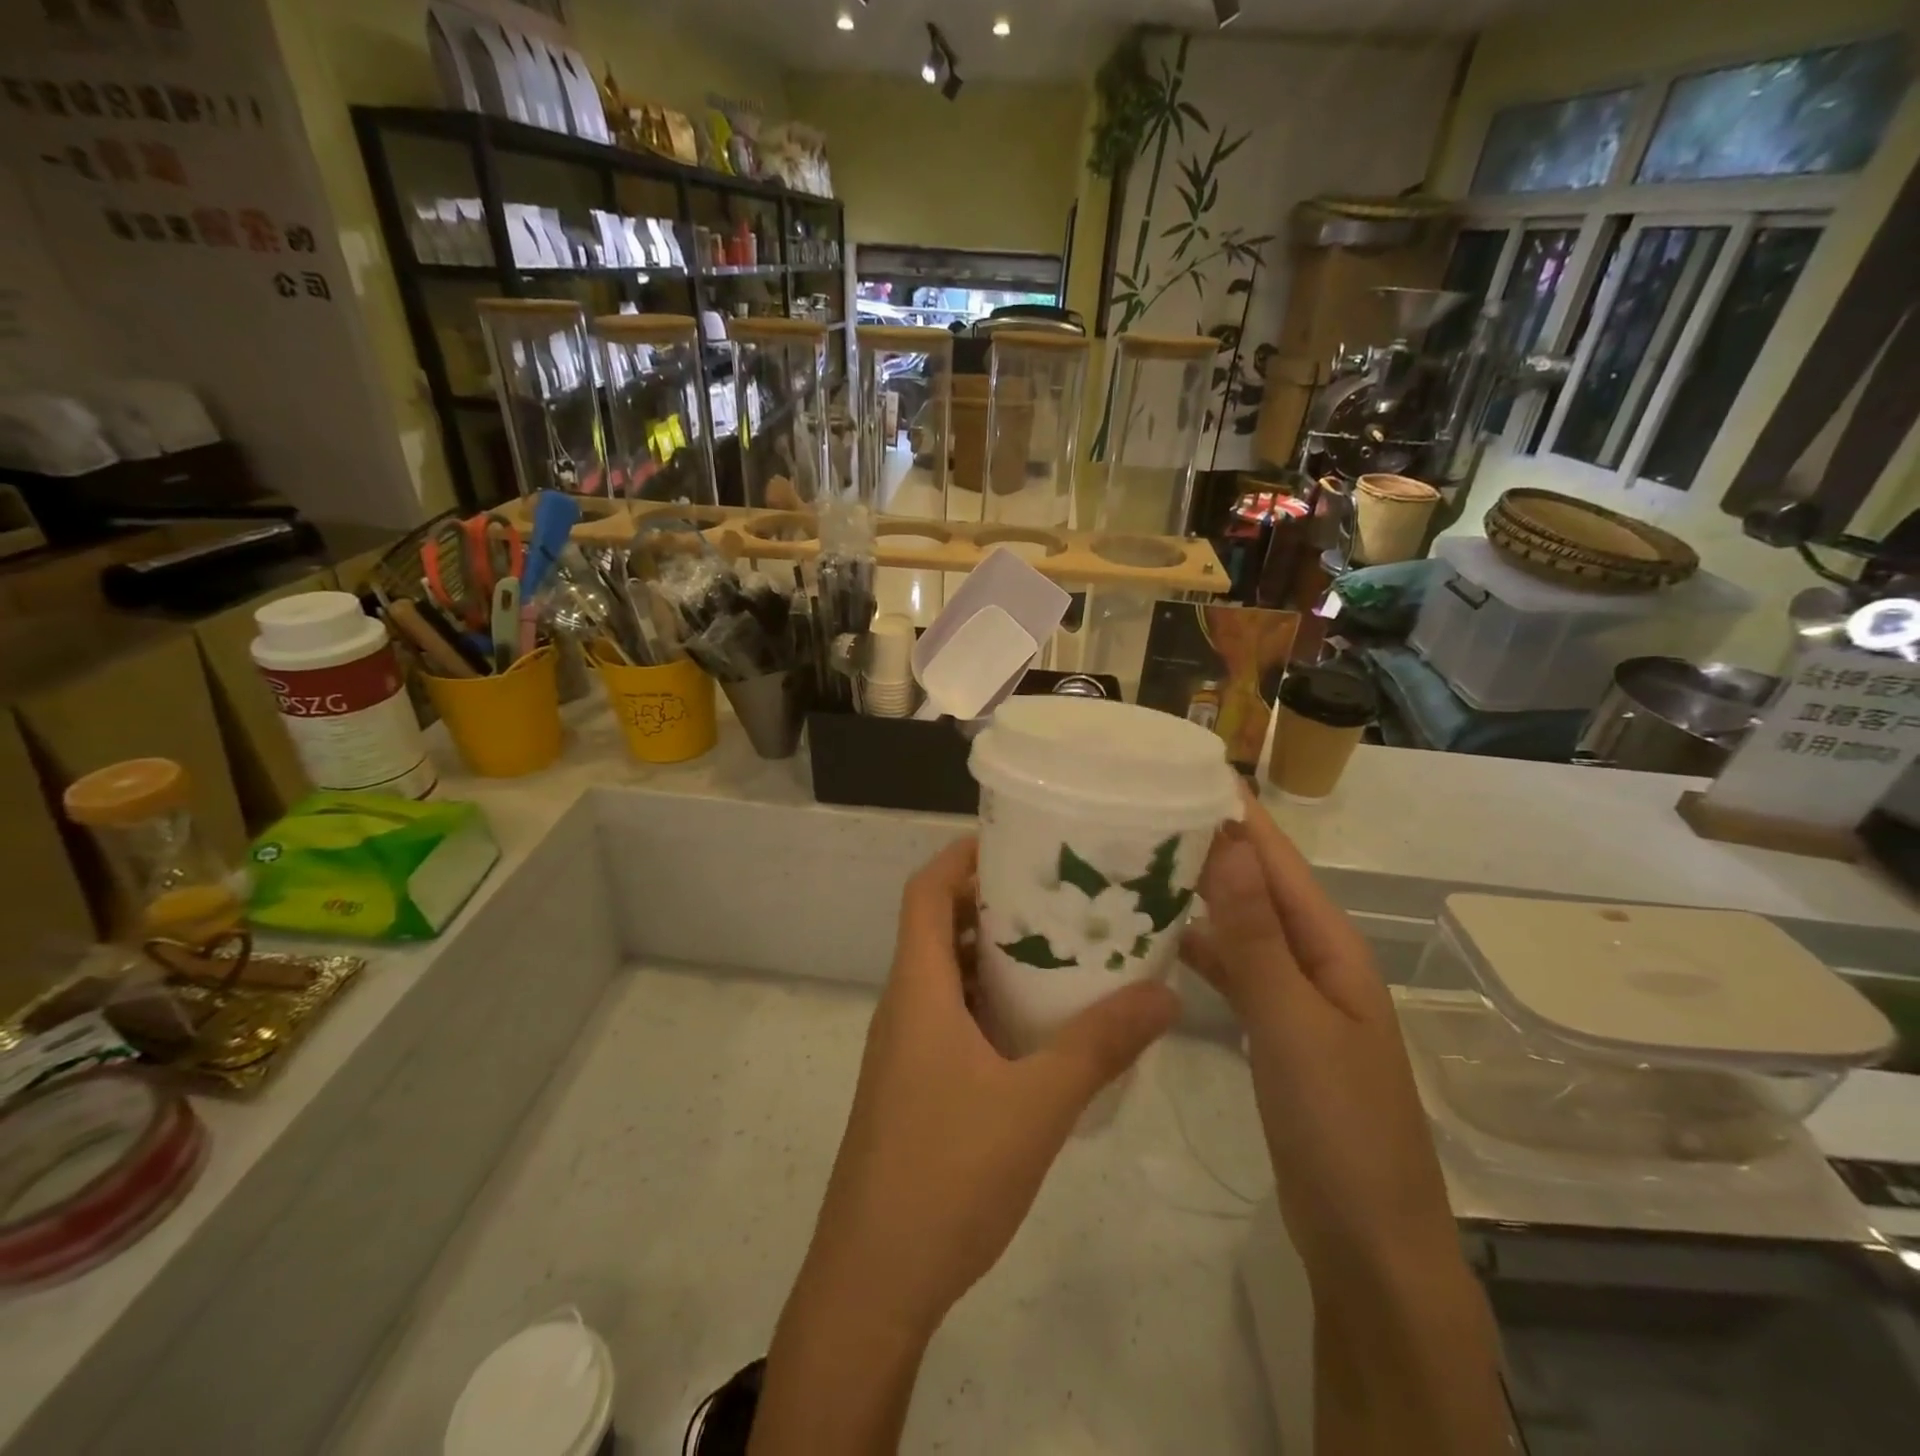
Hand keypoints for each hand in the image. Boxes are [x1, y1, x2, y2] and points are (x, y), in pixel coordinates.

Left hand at [800, 836, 1178, 1337]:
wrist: (873, 1283)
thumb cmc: (945, 1175)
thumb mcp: (1036, 1105)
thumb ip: (1099, 1046)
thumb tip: (1164, 993)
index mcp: (917, 990)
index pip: (924, 892)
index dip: (960, 856)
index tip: (1016, 841)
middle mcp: (905, 1006)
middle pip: (937, 926)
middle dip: (992, 901)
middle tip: (1058, 893)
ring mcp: (907, 1050)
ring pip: (948, 976)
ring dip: (994, 955)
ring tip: (1060, 948)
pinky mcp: (916, 1086)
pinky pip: (953, 1018)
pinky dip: (991, 1003)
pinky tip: (1042, 1026)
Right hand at [1181, 788, 1455, 1279]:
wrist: (1367, 1241)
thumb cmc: (1339, 1125)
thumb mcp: (1295, 1024)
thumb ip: (1257, 937)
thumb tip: (1230, 844)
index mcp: (1331, 946)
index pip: (1278, 860)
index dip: (1237, 814)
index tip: (1184, 770)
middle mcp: (1313, 959)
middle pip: (1256, 886)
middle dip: (1208, 846)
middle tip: (1138, 812)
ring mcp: (1292, 997)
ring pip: (1239, 927)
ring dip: (1198, 896)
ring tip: (1135, 865)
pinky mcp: (1270, 1031)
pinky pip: (1231, 971)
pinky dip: (1197, 949)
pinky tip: (1156, 941)